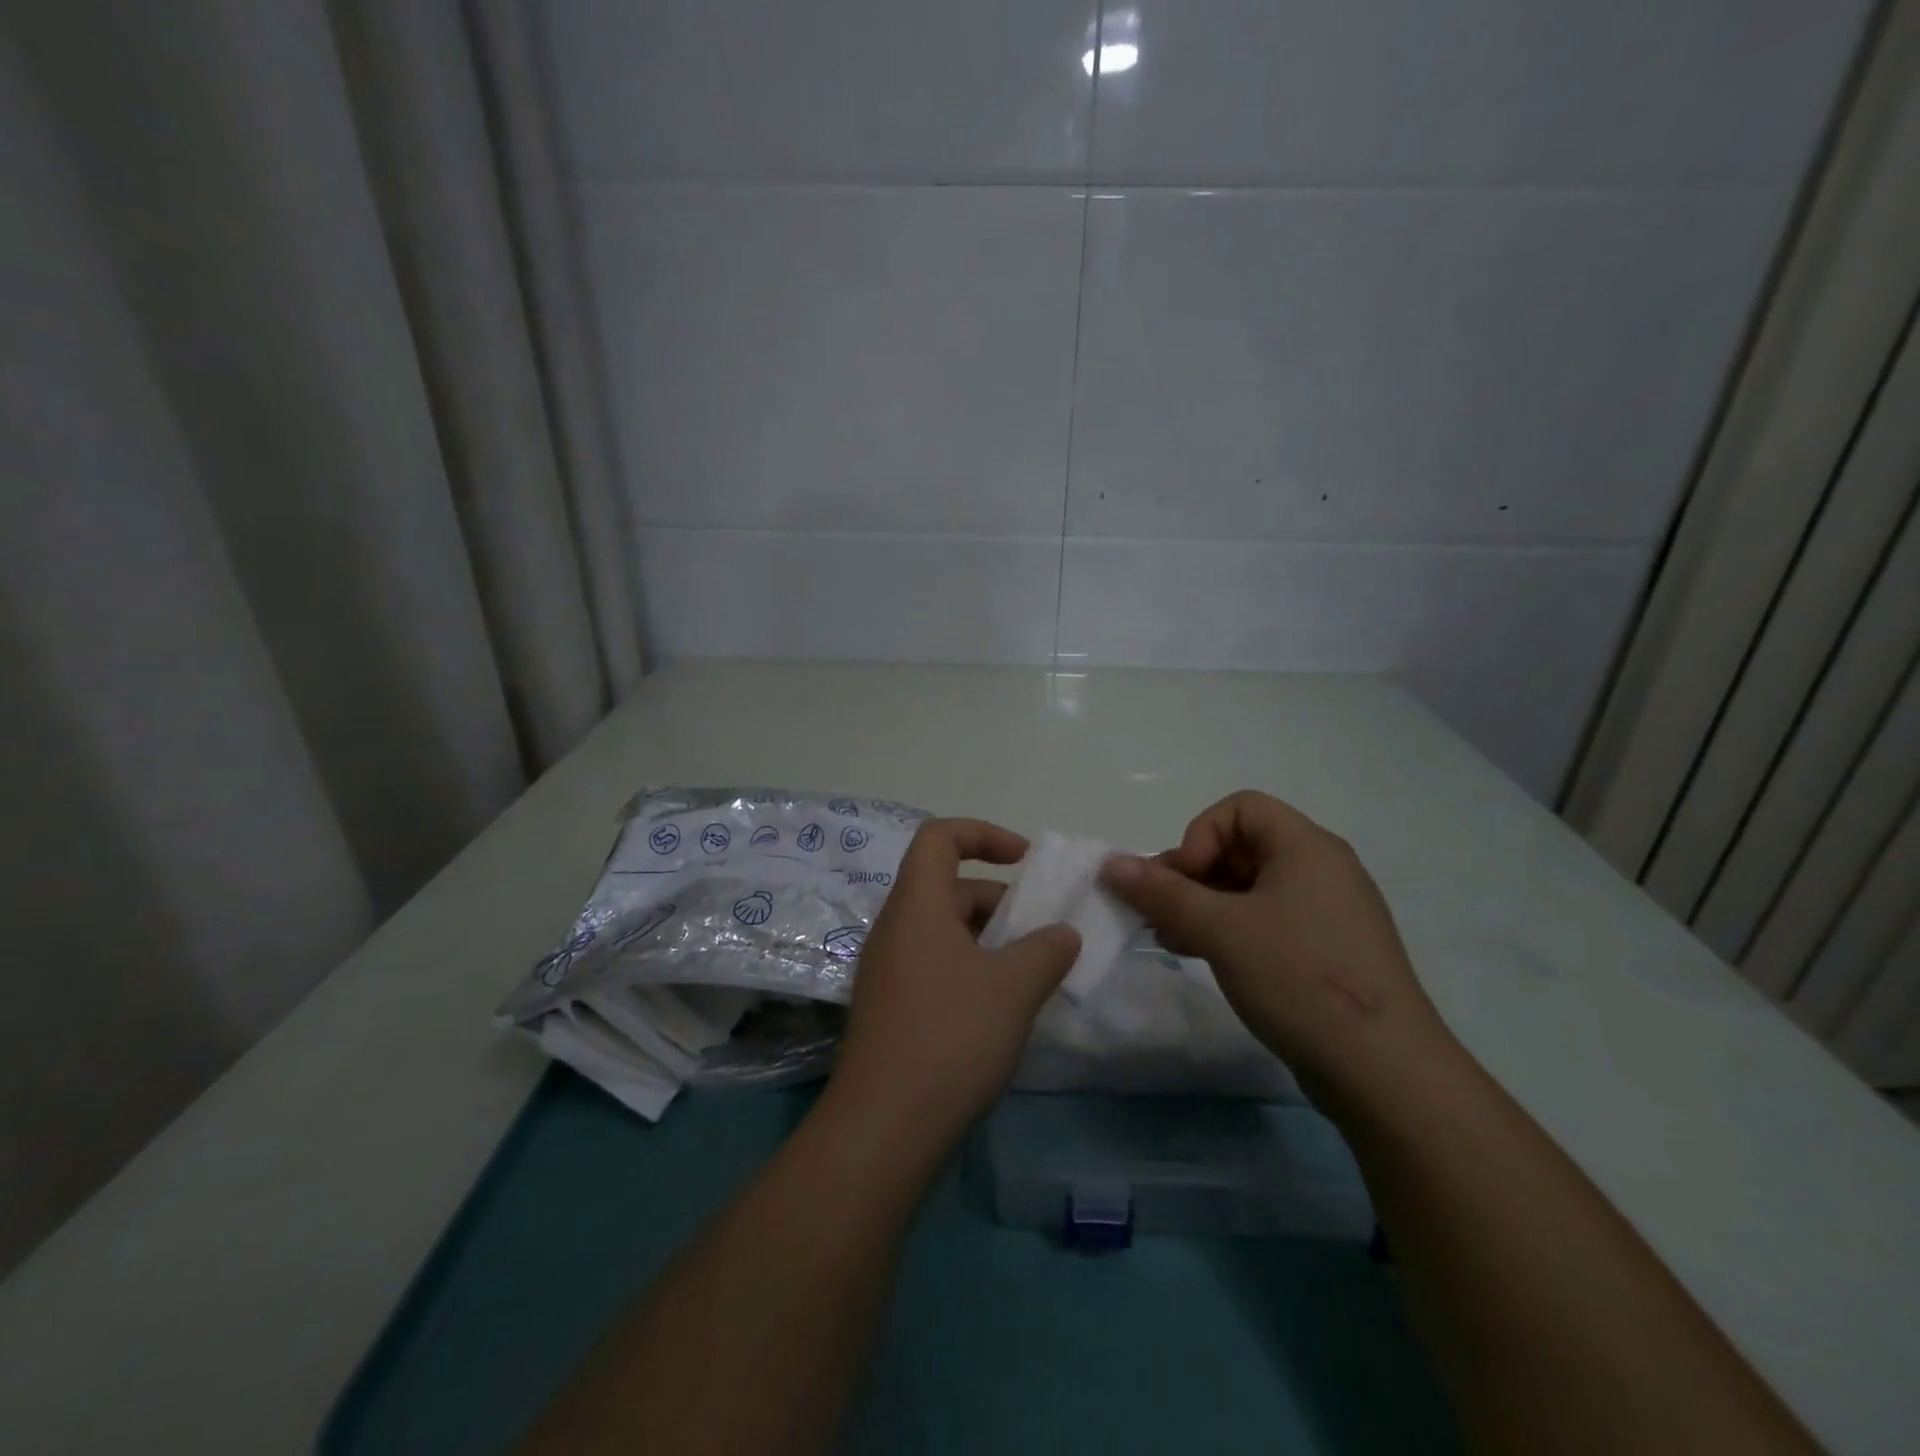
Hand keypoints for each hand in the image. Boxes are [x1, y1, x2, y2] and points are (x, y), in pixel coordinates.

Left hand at [829, 818, 1080, 1144]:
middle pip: (949, 888)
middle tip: (1043, 936)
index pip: (940, 837)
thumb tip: (1063, 935)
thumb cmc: (950, 1037)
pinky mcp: (890, 1007)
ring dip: (990, 940)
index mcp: (916, 905)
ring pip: (945, 931)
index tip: (1026, 860)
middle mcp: (895, 928)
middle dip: (1000, 901)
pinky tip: (1001, 1009)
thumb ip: (1046, 951)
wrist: (883, 1127)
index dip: (983, 833)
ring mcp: (888, 970)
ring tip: (1031, 975)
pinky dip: (971, 969)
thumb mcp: (1013, 988)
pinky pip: (935, 965)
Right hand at [1100, 791, 1457, 1109]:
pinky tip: (1198, 954)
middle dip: (1191, 875)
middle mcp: (1321, 870)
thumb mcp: (1221, 930)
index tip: (1182, 880)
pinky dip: (1229, 929)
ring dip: (1203, 905)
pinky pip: (1267, 922)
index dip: (1200, 835)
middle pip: (1242, 848)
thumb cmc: (1299, 977)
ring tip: (1168, 936)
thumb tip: (1111, 864)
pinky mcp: (1326, 952)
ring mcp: (1327, 913)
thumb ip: (1162, 893)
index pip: (1241, 809)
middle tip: (1158, 912)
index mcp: (1306, 847)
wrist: (1385, 1072)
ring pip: (1250, 889)